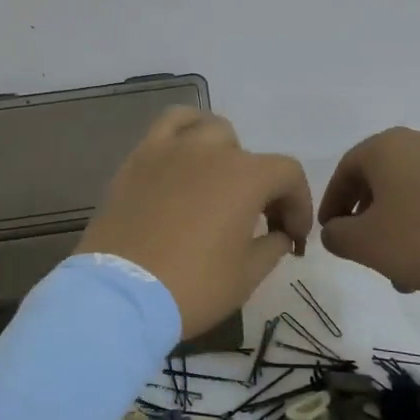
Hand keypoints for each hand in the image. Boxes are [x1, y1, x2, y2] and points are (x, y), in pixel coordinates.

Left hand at [79, 109, 312, 338]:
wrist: (121, 294)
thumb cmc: (192, 286)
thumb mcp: (247, 275)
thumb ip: (273, 246)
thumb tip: (279, 234)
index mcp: (245, 176)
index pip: (288, 174)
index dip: (298, 205)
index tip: (292, 238)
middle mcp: (211, 150)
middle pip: (249, 155)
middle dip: (261, 186)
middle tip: (256, 221)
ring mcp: (171, 149)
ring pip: (209, 129)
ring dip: (224, 152)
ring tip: (218, 182)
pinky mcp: (139, 157)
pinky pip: (168, 125)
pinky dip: (184, 132)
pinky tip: (184, 156)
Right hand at [318, 127, 419, 293]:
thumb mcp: (368, 244)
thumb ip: (338, 236)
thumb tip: (335, 230)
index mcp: (385, 147)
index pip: (345, 171)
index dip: (332, 204)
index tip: (331, 234)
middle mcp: (419, 142)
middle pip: (380, 181)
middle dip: (370, 221)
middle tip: (367, 254)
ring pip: (413, 193)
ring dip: (401, 228)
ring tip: (406, 273)